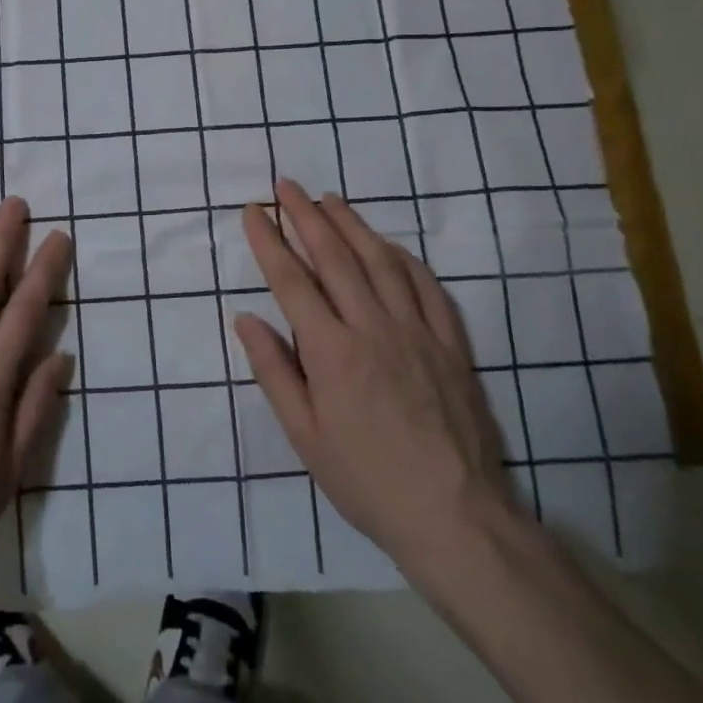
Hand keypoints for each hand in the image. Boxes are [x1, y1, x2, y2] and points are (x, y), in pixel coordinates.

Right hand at [235, 179, 515, 578]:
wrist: (456, 517)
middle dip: (306, 216)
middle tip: (287, 185)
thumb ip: (275, 372)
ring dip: (353, 225)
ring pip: (381, 262)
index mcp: (332, 352)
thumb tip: (246, 320)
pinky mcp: (451, 345)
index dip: (269, 241)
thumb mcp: (305, 437)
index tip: (254, 210)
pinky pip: (428, 288)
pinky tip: (391, 245)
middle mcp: (373, 328)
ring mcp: (417, 332)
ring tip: (330, 199)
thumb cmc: (367, 480)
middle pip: (335, 258)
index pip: (292, 281)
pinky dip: (406, 259)